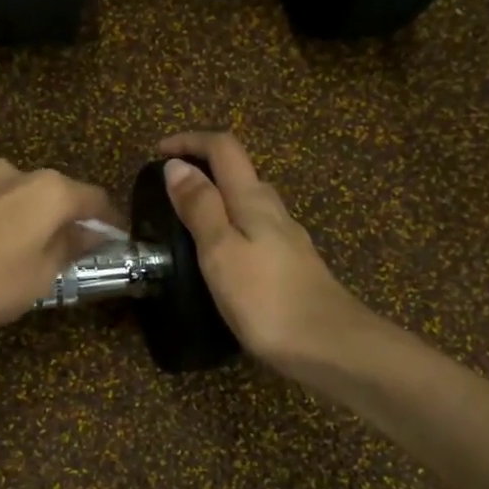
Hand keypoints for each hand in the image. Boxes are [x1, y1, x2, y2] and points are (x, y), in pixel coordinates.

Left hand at [0, 159, 117, 342]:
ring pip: (25, 199)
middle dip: (71, 221)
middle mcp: (19, 173)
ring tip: (33, 257)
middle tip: (76, 254)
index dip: (111, 223)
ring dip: (36, 222)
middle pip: (59, 195)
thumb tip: (87, 235)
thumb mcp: (42, 276)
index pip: (96, 200)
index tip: (117, 244)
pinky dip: (7, 224)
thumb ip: (70, 249)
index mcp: (50, 190)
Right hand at [158, 131, 369, 372]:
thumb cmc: (267, 299)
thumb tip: (177, 166)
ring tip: (187, 222)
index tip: (158, 153)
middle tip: (168, 190)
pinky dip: (232, 226)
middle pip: (240, 172)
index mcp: (253, 201)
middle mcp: (274, 211)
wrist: (331, 347)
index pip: (224, 149)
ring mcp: (288, 239)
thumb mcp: (221, 251)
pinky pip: (257, 230)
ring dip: (217, 198)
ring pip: (250, 202)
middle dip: (203, 168)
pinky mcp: (292, 266)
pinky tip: (221, 256)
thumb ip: (200, 207)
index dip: (190, 141)